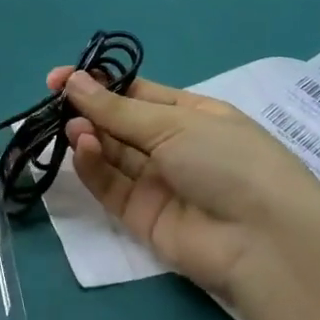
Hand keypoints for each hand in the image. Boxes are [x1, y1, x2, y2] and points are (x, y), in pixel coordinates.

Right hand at [53, 68, 319, 303]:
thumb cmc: (228, 160)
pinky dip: (92, 167)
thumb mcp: (174, 123)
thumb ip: (117, 108)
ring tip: (74, 126)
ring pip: (111, 153)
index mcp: (190, 114)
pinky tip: (84, 148)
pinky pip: (109, 186)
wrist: (263, 241)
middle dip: (88, 109)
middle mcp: (172, 146)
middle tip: (56, 100)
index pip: (136, 93)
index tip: (60, 78)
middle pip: (119, 122)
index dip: (99, 84)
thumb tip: (73, 81)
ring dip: (89, 136)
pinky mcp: (141, 216)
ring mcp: (156, 182)